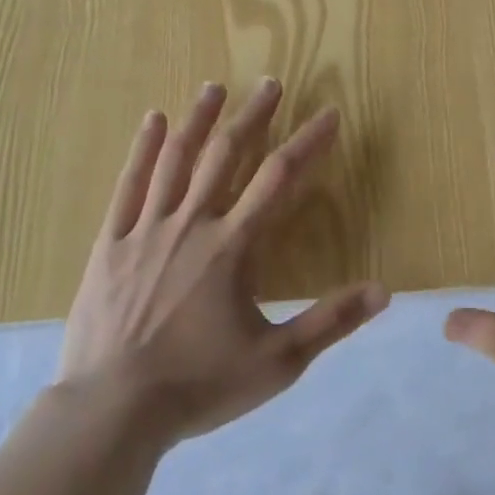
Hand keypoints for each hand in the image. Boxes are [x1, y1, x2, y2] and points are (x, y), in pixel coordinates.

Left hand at [55, 78, 388, 447]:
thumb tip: (384, 291)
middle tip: (270, 83)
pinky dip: (143, 149)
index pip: (280, 177)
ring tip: (215, 87)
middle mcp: (192, 223)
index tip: (329, 114)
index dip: (309, 141)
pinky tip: (154, 121)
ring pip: (176, 159)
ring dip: (199, 119)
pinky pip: (128, 185)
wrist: (111, 411)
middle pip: (227, 154)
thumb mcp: (277, 362)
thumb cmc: (198, 385)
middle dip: (254, 116)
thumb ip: (331, 322)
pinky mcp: (110, 243)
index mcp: (233, 246)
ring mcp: (146, 229)